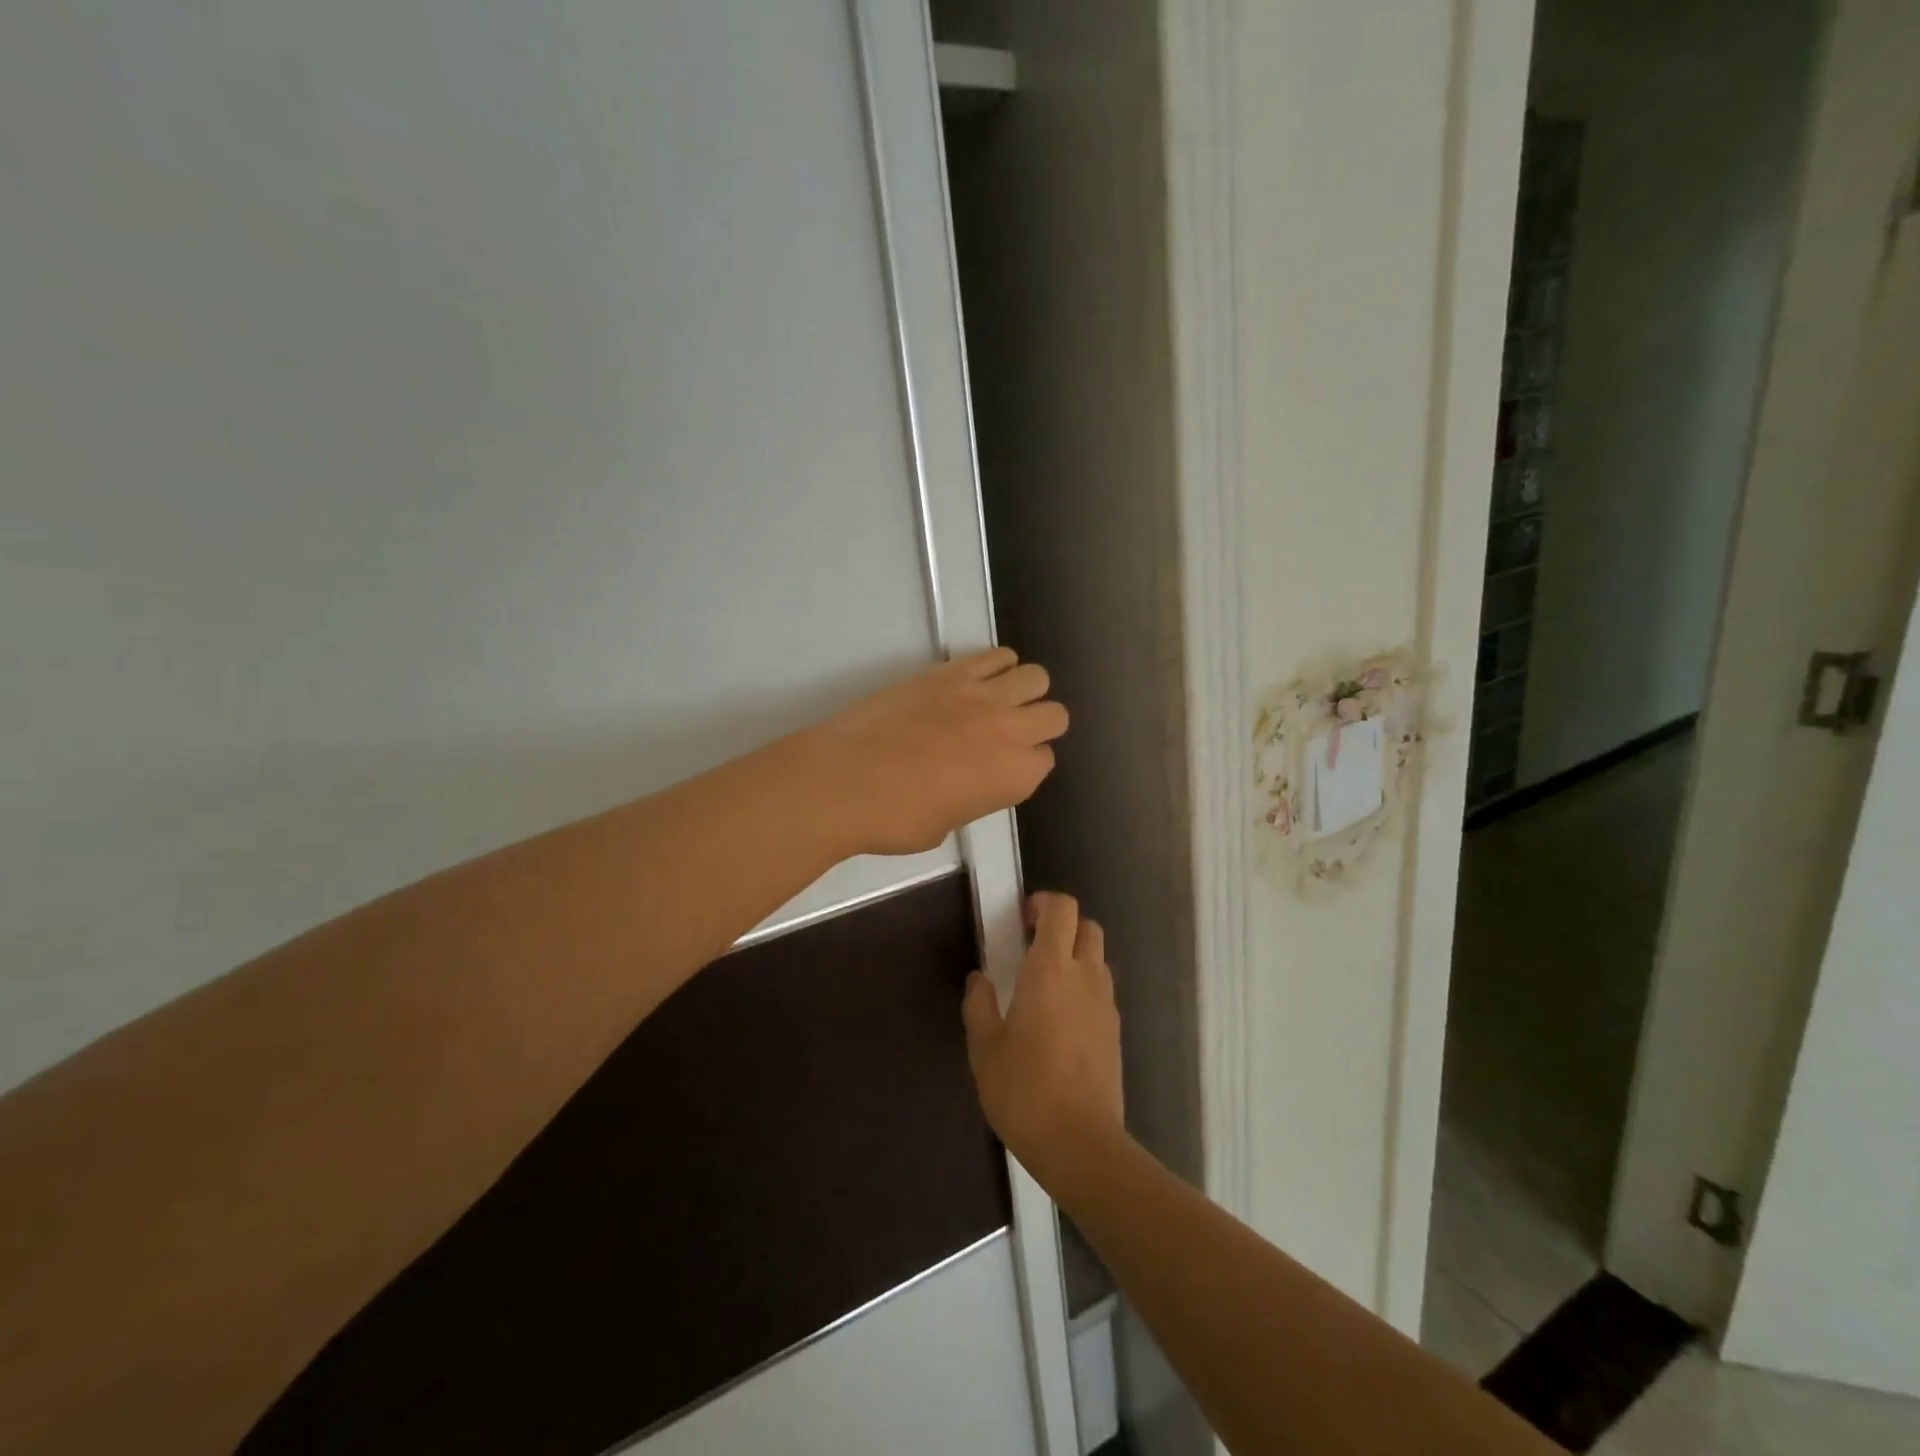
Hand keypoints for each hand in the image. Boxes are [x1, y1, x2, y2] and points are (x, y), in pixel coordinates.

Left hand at [808, 648, 1067, 855]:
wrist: (844, 781)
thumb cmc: (894, 818)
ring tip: (996, 700)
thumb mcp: (946, 824)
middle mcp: (1011, 732)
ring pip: (1035, 677)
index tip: (1003, 767)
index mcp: (1015, 778)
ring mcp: (982, 696)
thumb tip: (968, 781)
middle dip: (1038, 724)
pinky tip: (977, 678)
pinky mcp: (951, 672)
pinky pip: (996, 655)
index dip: (1025, 763)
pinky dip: (996, 664)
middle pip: (1054, 715)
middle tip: (1007, 733)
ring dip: (1023, 690)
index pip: (1045, 760)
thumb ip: (973, 797)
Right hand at [963, 893, 1126, 1199]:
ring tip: (1044, 986)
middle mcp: (1085, 976)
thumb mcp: (984, 1049)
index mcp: (1051, 970)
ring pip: (1097, 957)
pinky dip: (1084, 986)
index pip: (1062, 909)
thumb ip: (979, 1005)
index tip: (1020, 921)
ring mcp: (1106, 1003)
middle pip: (1087, 925)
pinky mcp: (1115, 1030)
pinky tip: (1060, 1020)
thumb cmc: (1024, 1091)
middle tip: (1031, 948)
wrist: (1081, 1145)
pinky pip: (1102, 988)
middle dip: (1062, 926)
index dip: (1043, 903)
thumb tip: (980, 979)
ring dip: (1074, 956)